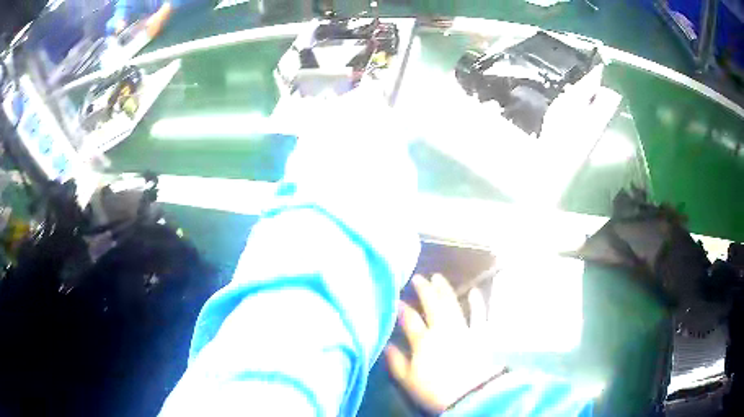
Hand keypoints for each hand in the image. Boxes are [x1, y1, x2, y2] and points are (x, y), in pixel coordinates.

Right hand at [385, 275, 504, 412]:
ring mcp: (463, 329)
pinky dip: (477, 302)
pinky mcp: (481, 334)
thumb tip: (386, 345)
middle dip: (424, 290)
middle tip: (417, 277)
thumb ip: (396, 362)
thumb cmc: (435, 391)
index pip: (410, 320)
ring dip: (445, 290)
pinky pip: (479, 314)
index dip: (402, 309)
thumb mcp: (408, 380)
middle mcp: (443, 330)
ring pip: (452, 305)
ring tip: (438, 277)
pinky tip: (474, 291)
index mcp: (423, 341)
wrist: (470, 395)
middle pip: (432, 305)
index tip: (396, 299)